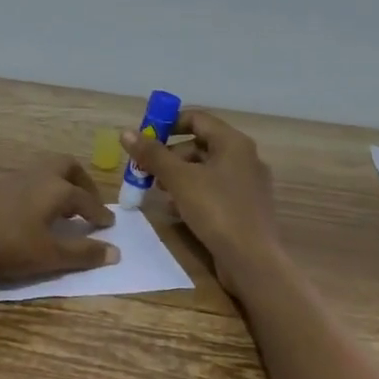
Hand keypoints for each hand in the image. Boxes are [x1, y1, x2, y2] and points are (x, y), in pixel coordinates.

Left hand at [0, 157, 118, 281]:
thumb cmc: (8, 244)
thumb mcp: (49, 255)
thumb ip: (82, 254)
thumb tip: (115, 252)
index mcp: (56, 189)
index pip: (85, 199)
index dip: (99, 213)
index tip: (108, 224)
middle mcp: (37, 176)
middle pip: (66, 166)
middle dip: (82, 183)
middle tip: (87, 204)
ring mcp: (12, 178)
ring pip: (44, 172)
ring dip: (59, 186)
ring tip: (61, 211)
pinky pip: (26, 181)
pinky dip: (39, 192)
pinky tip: (31, 213)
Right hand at [122, 111, 278, 290]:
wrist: (252, 260)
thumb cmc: (217, 211)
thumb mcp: (179, 180)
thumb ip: (153, 155)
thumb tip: (126, 133)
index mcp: (233, 143)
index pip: (197, 118)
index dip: (168, 124)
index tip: (144, 139)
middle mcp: (244, 158)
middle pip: (200, 145)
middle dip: (170, 155)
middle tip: (146, 170)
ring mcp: (247, 184)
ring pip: (206, 170)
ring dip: (179, 175)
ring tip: (158, 191)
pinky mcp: (245, 207)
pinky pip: (214, 190)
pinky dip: (193, 193)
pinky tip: (176, 209)